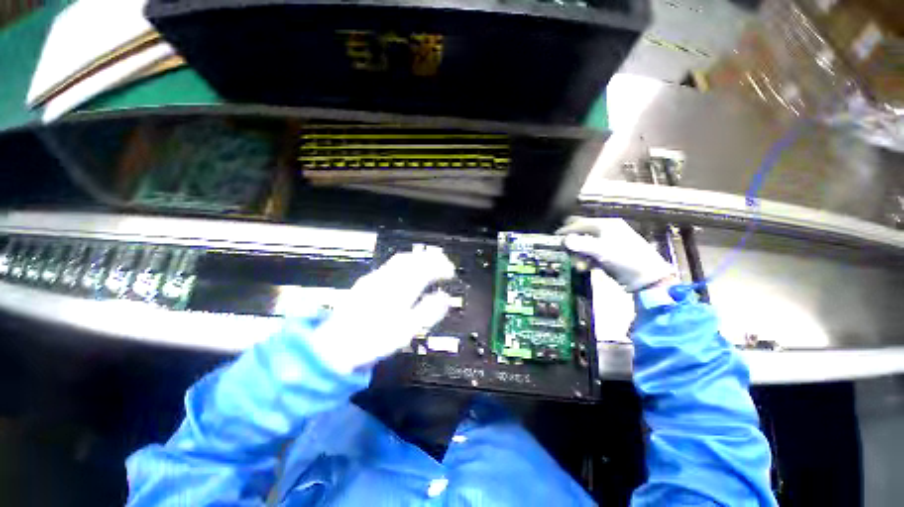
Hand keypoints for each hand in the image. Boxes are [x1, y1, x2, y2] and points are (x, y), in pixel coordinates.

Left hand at [307, 249, 455, 373]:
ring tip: (429, 265)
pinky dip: (405, 263)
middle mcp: (388, 278)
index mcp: (400, 289)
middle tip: (443, 264)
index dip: (441, 267)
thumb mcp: (406, 331)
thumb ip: (428, 311)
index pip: (425, 269)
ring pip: (401, 259)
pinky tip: (407, 272)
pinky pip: (390, 265)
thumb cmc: (374, 340)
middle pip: (412, 259)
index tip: (451, 272)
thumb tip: (445, 297)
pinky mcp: (366, 282)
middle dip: (431, 258)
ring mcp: (375, 278)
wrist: (334, 346)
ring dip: (418, 258)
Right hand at [557, 217, 674, 292]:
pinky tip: (585, 268)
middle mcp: (606, 231)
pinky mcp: (608, 254)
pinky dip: (586, 260)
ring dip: (578, 255)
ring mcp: (608, 243)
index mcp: (606, 225)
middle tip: (565, 253)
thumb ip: (581, 244)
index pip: (580, 223)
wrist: (647, 278)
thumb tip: (564, 240)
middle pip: (581, 234)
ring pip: (584, 245)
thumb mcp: (602, 251)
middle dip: (572, 244)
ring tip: (578, 266)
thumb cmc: (625, 259)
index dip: (566, 230)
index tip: (554, 238)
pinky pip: (591, 254)